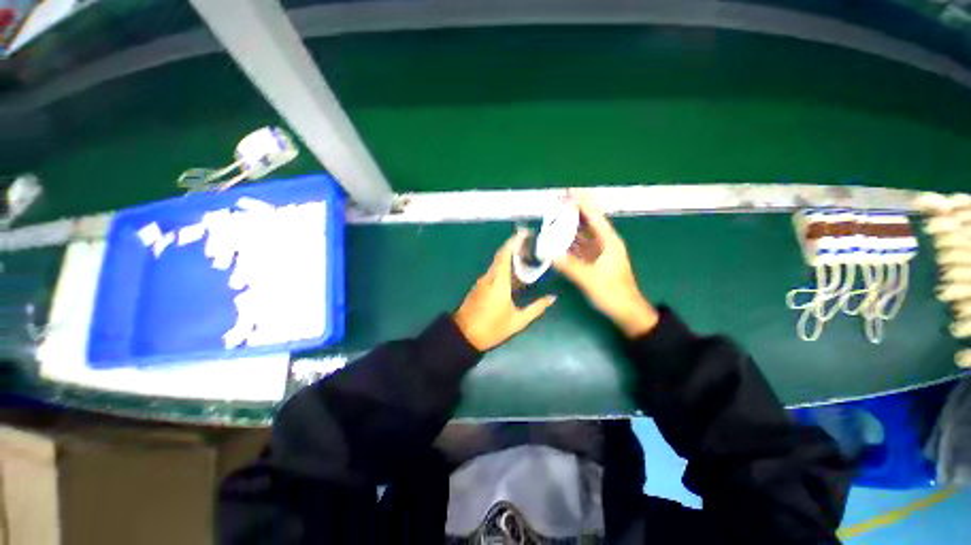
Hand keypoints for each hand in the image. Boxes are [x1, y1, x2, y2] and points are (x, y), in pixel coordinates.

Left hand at [454, 232, 556, 350]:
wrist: (464, 335)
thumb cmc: (492, 328)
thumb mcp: (518, 321)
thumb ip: (536, 308)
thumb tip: (552, 298)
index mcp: (499, 282)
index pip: (505, 255)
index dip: (513, 242)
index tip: (524, 233)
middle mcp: (489, 277)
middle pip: (501, 256)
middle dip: (514, 247)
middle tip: (530, 243)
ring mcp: (482, 281)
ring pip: (496, 263)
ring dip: (509, 257)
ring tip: (526, 255)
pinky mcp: (479, 286)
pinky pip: (493, 271)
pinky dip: (504, 267)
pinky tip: (514, 272)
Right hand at [553, 194, 658, 337]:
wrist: (626, 311)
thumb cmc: (613, 294)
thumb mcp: (591, 280)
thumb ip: (571, 267)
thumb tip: (550, 254)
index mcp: (609, 243)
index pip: (595, 218)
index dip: (584, 204)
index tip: (572, 192)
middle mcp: (605, 244)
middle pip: (588, 223)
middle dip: (574, 212)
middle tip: (558, 202)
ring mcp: (600, 254)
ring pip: (583, 235)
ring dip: (570, 226)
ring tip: (555, 217)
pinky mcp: (595, 262)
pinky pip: (580, 247)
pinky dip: (570, 242)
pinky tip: (559, 240)